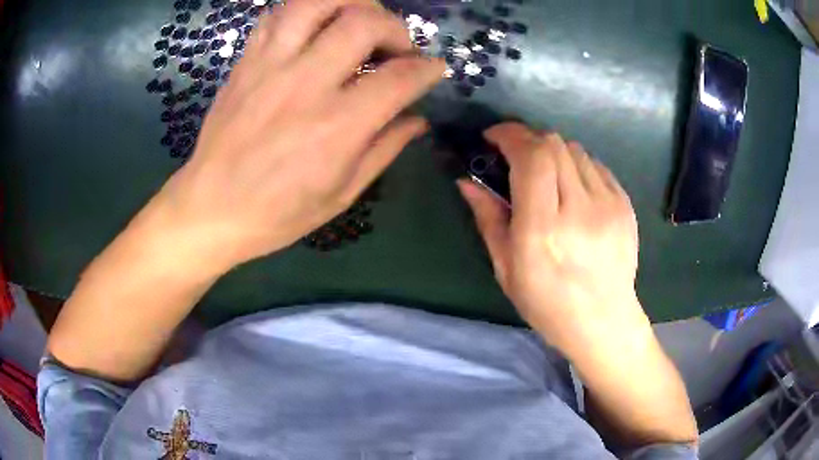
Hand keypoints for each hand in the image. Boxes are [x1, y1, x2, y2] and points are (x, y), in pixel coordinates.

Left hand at [149, 0, 444, 269]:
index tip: (433, 69)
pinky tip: (317, 26)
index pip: (399, 78)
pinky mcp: (246, 62)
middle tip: (397, 47)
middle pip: (364, 23)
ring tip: (361, 20)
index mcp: (336, 128)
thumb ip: (383, 148)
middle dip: (395, 27)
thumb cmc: (277, 213)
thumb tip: (418, 119)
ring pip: (317, 3)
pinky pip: (278, 15)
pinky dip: (306, 10)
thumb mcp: (340, 194)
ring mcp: (270, 67)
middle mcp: (306, 85)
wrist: (210, 209)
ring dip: (351, 3)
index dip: (427, 69)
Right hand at [458, 122, 645, 351]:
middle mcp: (580, 210)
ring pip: (575, 149)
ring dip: (552, 151)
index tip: (493, 138)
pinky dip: (576, 165)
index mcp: (543, 230)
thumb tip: (467, 181)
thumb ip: (488, 219)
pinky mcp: (625, 204)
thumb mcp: (506, 269)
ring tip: (545, 174)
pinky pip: (595, 165)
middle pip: (553, 144)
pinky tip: (571, 188)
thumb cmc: (547, 303)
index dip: (510, 136)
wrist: (603, 321)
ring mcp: (608, 205)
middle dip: (528, 139)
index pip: (532, 157)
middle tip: (515, 155)